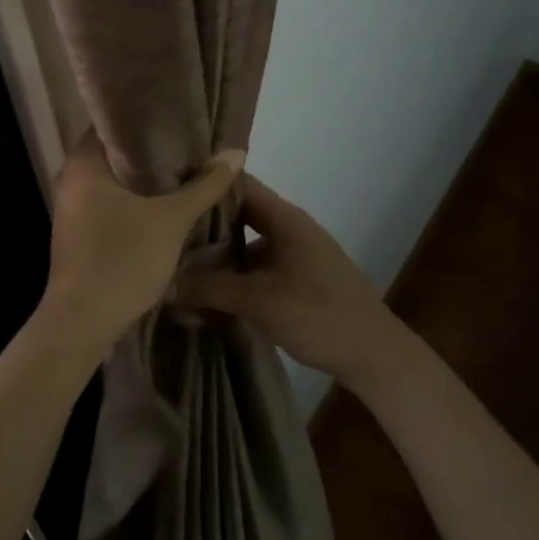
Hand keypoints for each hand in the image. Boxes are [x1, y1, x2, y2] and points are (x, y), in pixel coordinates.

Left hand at [41, 134, 243, 353]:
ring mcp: (71, 207)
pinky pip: (108, 202)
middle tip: (189, 144)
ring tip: (182, 170)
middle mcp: (70, 178)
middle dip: (150, 150)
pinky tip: (161, 204)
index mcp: (84, 163)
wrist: (83, 321)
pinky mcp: (77, 231)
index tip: (178, 118)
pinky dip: (132, 199)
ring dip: (142, 177)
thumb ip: (204, 185)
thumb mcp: (172, 220)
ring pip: (112, 180)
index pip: (113, 122)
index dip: (146, 118)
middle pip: (114, 152)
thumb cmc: (123, 259)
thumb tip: (235, 152)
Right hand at [178, 175, 401, 387]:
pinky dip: (235, 274)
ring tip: (178, 262)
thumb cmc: (318, 315)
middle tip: (165, 231)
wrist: (375, 356)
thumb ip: (209, 288)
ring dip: (219, 253)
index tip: (170, 191)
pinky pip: (258, 266)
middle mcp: (290, 228)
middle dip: (204, 223)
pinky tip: (210, 291)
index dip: (206, 183)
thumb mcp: (258, 301)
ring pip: (248, 243)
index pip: (238, 184)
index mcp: (285, 218)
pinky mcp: (299, 279)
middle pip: (240, 214)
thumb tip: (164, 281)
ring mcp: (296, 254)